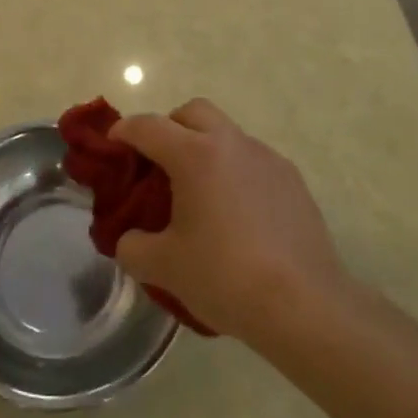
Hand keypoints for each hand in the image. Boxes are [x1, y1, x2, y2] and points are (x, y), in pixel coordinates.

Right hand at [112, 99, 347, 342]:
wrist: (305, 305)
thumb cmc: (225, 277)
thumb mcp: (164, 267)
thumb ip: (132, 247)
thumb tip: (129, 239)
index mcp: (194, 154)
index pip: (147, 126)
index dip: (123, 132)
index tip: (112, 146)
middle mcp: (231, 143)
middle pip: (192, 112)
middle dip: (169, 128)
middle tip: (158, 165)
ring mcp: (266, 158)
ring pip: (226, 134)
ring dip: (205, 149)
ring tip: (200, 195)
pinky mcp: (292, 179)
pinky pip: (253, 161)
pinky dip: (235, 173)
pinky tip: (237, 216)